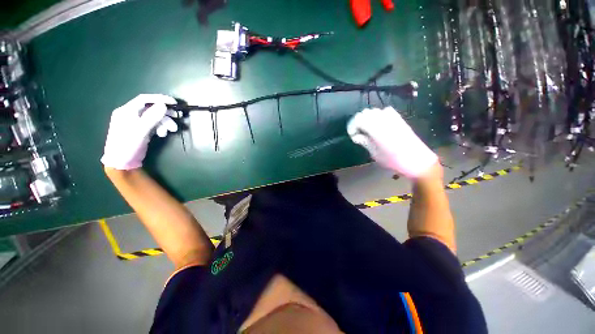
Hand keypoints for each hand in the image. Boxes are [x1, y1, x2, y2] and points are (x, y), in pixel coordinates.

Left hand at [101, 94, 178, 169]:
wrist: (121, 162)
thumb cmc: (127, 145)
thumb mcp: (140, 130)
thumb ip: (151, 117)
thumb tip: (163, 105)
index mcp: (126, 111)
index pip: (144, 99)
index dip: (159, 99)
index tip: (174, 103)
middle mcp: (130, 114)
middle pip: (151, 108)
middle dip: (165, 113)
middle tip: (177, 117)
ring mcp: (135, 123)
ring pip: (154, 117)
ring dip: (165, 122)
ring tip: (172, 130)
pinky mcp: (140, 130)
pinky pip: (153, 124)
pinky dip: (160, 127)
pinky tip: (163, 134)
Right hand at [347, 107, 437, 178]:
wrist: (418, 161)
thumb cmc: (394, 161)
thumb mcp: (375, 154)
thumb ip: (365, 142)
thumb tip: (356, 136)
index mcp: (377, 130)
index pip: (359, 119)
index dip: (352, 125)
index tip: (352, 135)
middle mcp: (385, 120)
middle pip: (366, 113)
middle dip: (358, 121)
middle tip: (357, 133)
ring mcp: (393, 118)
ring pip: (375, 111)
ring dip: (367, 118)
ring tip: (366, 129)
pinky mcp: (400, 119)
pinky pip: (385, 111)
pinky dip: (378, 116)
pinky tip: (378, 125)